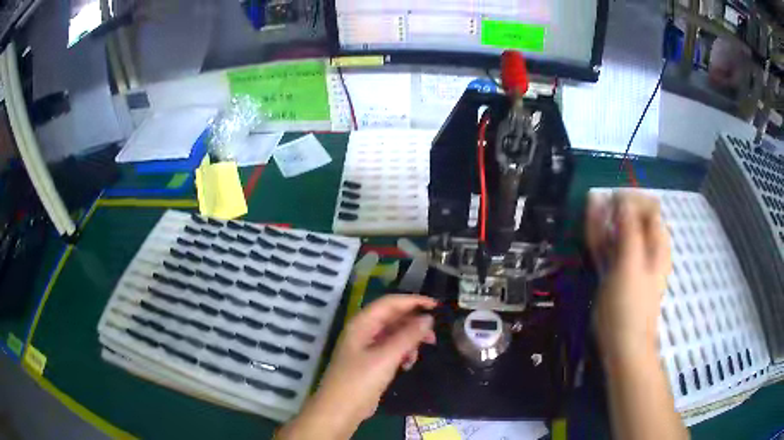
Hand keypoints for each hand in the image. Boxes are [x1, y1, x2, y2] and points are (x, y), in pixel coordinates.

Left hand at [278, 295, 436, 438]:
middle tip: (434, 336)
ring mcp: (367, 347)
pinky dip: (403, 353)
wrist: (340, 410)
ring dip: (409, 341)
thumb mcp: (386, 357)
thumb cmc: (360, 381)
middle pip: (393, 318)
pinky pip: (392, 349)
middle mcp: (364, 331)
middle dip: (414, 324)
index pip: (390, 302)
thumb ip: (408, 336)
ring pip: (394, 334)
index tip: (437, 307)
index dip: (414, 301)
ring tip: (417, 355)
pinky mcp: (371, 361)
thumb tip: (428, 318)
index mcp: (362, 323)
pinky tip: (407, 364)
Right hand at [586, 191, 670, 362]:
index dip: (632, 199)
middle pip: (633, 218)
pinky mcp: (616, 273)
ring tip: (590, 208)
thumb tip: (622, 199)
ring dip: (606, 220)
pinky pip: (609, 248)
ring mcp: (630, 261)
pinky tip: (590, 227)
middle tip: (597, 204)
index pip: (649, 208)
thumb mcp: (631, 265)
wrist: (623, 346)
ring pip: (618, 233)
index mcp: (657, 244)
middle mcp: (646, 249)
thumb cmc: (630, 306)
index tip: (611, 199)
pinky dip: (601, 237)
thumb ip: (629, 231)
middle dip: (616, 208)